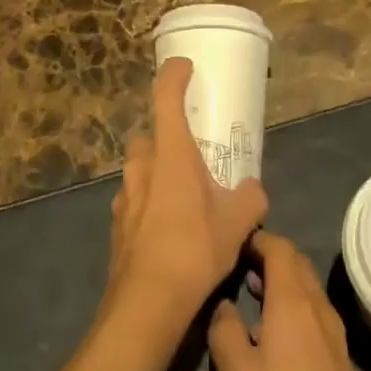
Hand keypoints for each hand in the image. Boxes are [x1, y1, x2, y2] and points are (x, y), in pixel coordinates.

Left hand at [106, 58, 267, 326]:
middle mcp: (142, 166)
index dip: (173, 75)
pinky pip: (135, 198)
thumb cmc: (193, 249)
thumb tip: (254, 190)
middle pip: (149, 135)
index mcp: (170, 154)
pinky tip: (168, 228)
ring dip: (158, 171)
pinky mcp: (117, 224)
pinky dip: (150, 202)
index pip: (165, 97)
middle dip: (167, 136)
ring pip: (140, 168)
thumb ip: (250, 197)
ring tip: (184, 195)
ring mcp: (123, 195)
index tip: (184, 67)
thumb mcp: (237, 223)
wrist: (147, 304)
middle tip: (192, 151)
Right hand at [208, 232, 370, 370]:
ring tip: (250, 294)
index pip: (279, 247)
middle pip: (297, 262)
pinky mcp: (341, 360)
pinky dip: (293, 305)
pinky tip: (274, 332)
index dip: (256, 239)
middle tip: (236, 265)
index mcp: (294, 301)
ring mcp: (335, 334)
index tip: (230, 243)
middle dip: (268, 256)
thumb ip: (224, 329)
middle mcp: (319, 308)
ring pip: (308, 288)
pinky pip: (315, 312)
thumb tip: (222, 303)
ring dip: (282, 281)